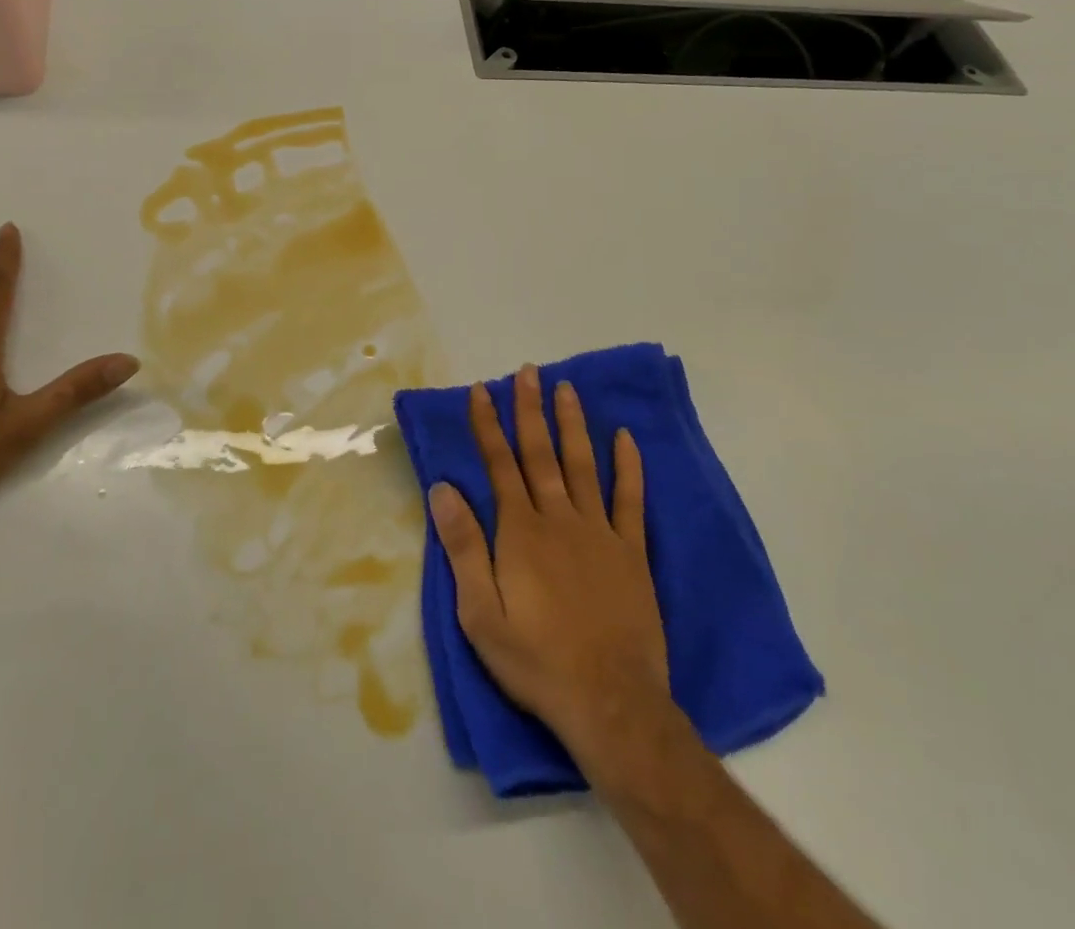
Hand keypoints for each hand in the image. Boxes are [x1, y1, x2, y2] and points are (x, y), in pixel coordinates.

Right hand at [429, 365, 682, 774]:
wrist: (610, 703)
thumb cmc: (536, 660)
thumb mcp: (480, 614)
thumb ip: (463, 547)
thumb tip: (443, 489)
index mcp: (520, 532)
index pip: (500, 464)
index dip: (488, 425)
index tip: (482, 390)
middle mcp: (558, 519)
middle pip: (540, 453)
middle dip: (530, 410)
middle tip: (528, 371)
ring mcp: (599, 533)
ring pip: (582, 465)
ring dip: (572, 424)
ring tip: (567, 388)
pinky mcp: (631, 553)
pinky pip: (630, 500)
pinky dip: (628, 466)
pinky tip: (625, 438)